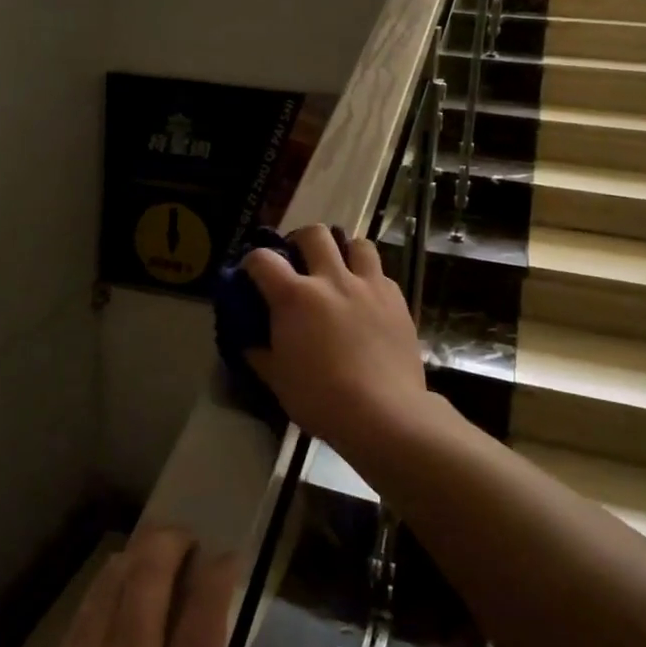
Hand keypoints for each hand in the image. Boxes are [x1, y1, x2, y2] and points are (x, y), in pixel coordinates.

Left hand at [0, 526, 294, 646]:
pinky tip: (108, 595)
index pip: (206, 605)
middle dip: (172, 541)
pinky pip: (76, 620)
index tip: (230, 557)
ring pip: (109, 585)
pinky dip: (99, 593)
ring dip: (134, 558)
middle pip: (150, 573)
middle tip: (188, 540)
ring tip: (150, 553)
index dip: (221, 567)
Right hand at [243, 226, 433, 462]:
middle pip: (314, 233)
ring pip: (357, 243)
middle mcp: (331, 279)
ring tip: (340, 271)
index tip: (252, 274)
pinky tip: (367, 300)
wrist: (384, 413)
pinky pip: (381, 273)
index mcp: (295, 297)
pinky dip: (370, 279)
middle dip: (301, 241)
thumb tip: (248, 341)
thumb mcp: (277, 380)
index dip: (252, 261)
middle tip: (299, 262)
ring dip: (344, 252)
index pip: (263, 259)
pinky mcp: (396, 299)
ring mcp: (367, 285)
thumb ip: (259, 353)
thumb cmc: (322, 399)